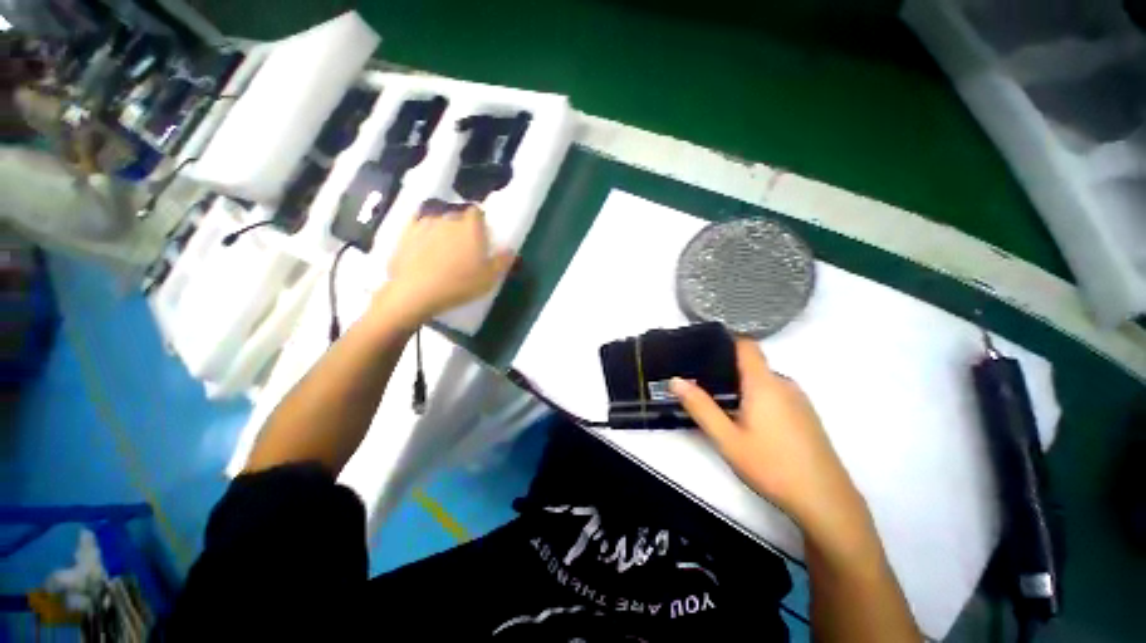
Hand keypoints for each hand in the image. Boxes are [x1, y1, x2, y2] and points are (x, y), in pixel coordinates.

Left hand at [373, 204, 513, 327]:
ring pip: (437, 221)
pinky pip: (417, 228)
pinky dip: (422, 235)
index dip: (480, 221)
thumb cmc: (459, 284)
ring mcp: (424, 224)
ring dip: (442, 230)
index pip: (477, 212)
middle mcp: (448, 219)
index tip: (481, 235)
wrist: (416, 292)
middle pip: (457, 216)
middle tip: (463, 247)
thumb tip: (511, 249)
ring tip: (442, 249)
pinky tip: (423, 248)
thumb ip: (502, 261)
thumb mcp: (489, 278)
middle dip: (461, 227)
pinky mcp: (405, 234)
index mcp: (470, 227)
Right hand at [671, 339, 869, 542]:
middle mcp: (784, 384)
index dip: (725, 341)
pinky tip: (750, 424)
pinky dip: (758, 398)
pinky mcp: (806, 416)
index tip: (703, 349)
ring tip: (722, 406)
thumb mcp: (727, 438)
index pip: (746, 345)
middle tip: (703, 387)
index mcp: (764, 383)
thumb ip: (700, 407)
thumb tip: (676, 380)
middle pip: (752, 365)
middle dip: (727, 371)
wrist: (825, 502)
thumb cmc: (772, 466)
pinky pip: (776, 395)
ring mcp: (799, 400)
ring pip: (764, 381)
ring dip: (742, 387)